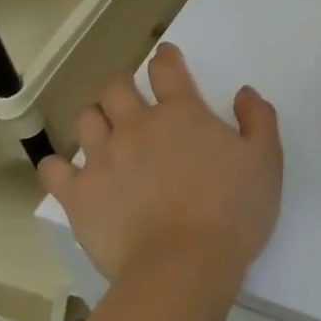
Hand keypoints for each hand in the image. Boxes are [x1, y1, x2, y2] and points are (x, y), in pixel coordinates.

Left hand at [38, 43, 281, 299]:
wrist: (183, 266)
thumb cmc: (233, 212)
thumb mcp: (266, 161)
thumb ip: (259, 119)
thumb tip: (244, 93)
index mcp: (182, 114)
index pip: (167, 70)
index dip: (166, 57)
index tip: (165, 55)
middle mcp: (136, 126)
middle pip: (116, 87)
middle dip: (123, 84)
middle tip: (132, 97)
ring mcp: (102, 159)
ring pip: (85, 120)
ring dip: (95, 118)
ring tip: (105, 131)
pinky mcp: (79, 195)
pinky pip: (54, 169)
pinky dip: (59, 165)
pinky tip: (68, 171)